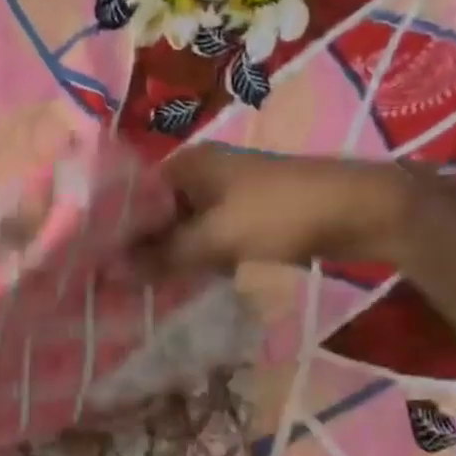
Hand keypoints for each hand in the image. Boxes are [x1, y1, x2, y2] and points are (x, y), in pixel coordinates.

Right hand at [135, 148, 421, 273]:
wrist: (363, 211)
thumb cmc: (282, 212)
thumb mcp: (216, 236)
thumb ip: (163, 256)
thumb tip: (110, 273)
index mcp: (187, 165)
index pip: (132, 195)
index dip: (112, 228)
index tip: (92, 262)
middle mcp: (199, 175)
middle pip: (154, 214)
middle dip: (137, 247)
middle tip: (110, 283)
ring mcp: (223, 197)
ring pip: (179, 230)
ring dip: (164, 258)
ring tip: (136, 290)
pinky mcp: (243, 218)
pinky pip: (204, 241)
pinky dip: (192, 261)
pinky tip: (176, 287)